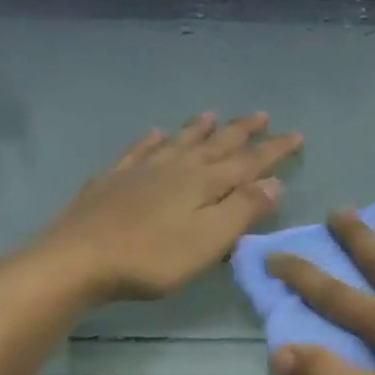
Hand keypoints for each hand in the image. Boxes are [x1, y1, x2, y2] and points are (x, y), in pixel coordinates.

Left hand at [39, 112, 301, 301]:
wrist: (79, 259)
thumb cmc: (153, 257)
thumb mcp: (210, 239)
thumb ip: (243, 210)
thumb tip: (273, 182)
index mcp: (204, 183)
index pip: (248, 162)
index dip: (273, 150)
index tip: (295, 135)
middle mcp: (176, 168)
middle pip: (215, 145)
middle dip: (241, 131)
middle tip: (260, 115)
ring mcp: (141, 171)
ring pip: (178, 142)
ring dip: (198, 129)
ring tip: (212, 115)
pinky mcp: (112, 181)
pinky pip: (138, 151)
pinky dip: (151, 141)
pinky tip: (154, 134)